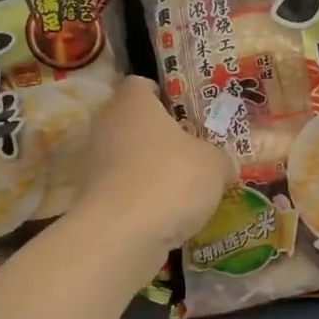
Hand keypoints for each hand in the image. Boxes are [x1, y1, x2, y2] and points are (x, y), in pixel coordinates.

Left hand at [74, 77, 236, 255]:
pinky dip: (142, 198)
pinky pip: (124, 190)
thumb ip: (221, 160)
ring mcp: (95, 165)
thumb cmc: (171, 179)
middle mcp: (107, 127)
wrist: (123, 234)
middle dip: (159, 135)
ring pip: (127, 158)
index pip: (139, 84)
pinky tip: (168, 213)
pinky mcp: (93, 199)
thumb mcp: (215, 165)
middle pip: (132, 122)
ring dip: (150, 169)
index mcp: (133, 104)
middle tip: (190, 149)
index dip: (160, 93)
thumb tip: (225, 167)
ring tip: (184, 186)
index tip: (182, 110)